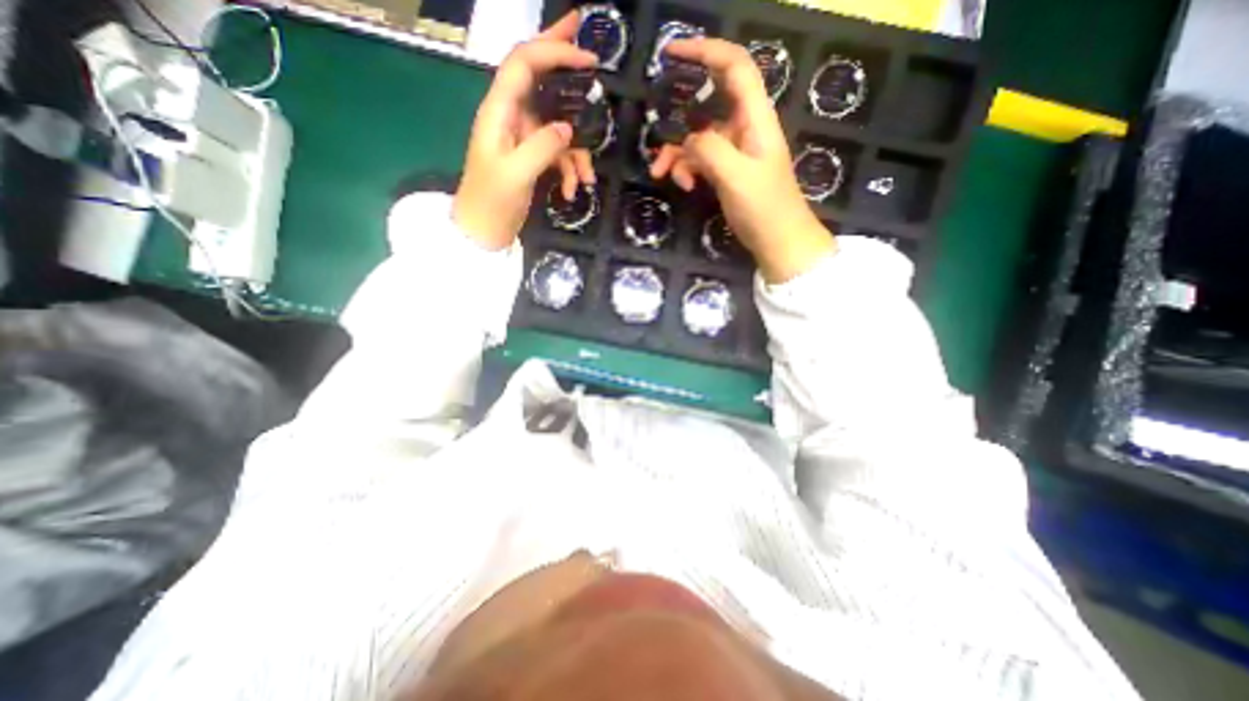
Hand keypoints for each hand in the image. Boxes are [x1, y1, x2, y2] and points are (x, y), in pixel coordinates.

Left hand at [455, 11, 599, 248]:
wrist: (483, 232)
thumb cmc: (491, 203)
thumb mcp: (516, 174)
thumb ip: (541, 147)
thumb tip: (568, 129)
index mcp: (499, 112)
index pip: (524, 64)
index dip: (554, 52)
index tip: (588, 58)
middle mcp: (512, 117)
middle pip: (539, 78)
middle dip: (564, 63)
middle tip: (592, 53)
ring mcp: (523, 138)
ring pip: (559, 128)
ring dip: (578, 152)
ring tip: (586, 179)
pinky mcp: (532, 158)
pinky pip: (559, 154)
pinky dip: (570, 170)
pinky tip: (572, 191)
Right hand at [651, 39, 831, 280]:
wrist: (778, 241)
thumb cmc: (764, 207)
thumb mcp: (736, 176)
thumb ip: (709, 149)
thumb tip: (687, 139)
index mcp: (755, 118)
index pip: (734, 67)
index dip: (705, 51)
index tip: (672, 53)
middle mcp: (744, 127)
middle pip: (706, 105)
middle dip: (677, 120)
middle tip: (654, 132)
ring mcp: (734, 151)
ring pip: (697, 138)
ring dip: (676, 154)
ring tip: (661, 174)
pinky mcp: (727, 171)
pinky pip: (700, 160)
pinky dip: (687, 170)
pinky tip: (683, 186)